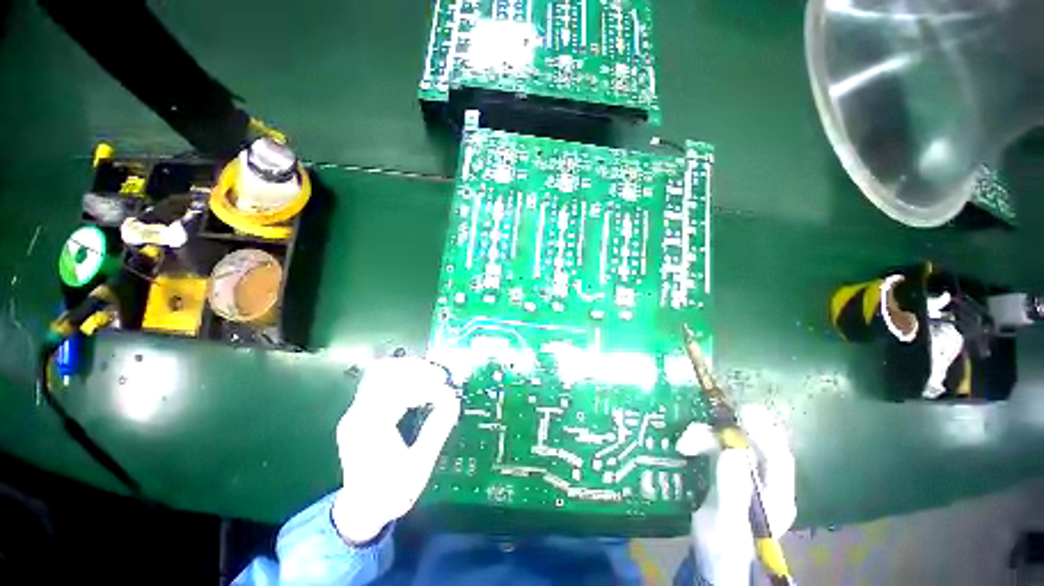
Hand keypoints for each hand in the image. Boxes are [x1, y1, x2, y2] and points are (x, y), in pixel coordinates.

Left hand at [331, 357, 460, 543]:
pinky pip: (380, 382)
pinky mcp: (360, 412)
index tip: (447, 391)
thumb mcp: (419, 467)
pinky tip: (418, 384)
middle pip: (385, 372)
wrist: (361, 511)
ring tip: (432, 377)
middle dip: (417, 370)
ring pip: (380, 372)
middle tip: (441, 377)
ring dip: (409, 370)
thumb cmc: (391, 493)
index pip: (398, 391)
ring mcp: (356, 411)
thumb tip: (453, 401)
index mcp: (370, 429)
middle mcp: (358, 414)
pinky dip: (401, 377)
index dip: (426, 386)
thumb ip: (436, 430)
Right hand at [677, 405, 796, 585]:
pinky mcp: (724, 471)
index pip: (778, 457)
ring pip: (727, 443)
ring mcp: (743, 474)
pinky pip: (713, 447)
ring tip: (684, 444)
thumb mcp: (726, 521)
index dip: (764, 432)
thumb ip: (732, 489)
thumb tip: (732, 451)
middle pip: (750, 444)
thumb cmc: (722, 546)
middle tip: (702, 425)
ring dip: (704, 437)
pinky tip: (684, 447)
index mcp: (776, 495)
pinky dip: (698, 442)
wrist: (708, 558)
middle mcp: (763, 480)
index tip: (744, 412)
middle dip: (724, 433)